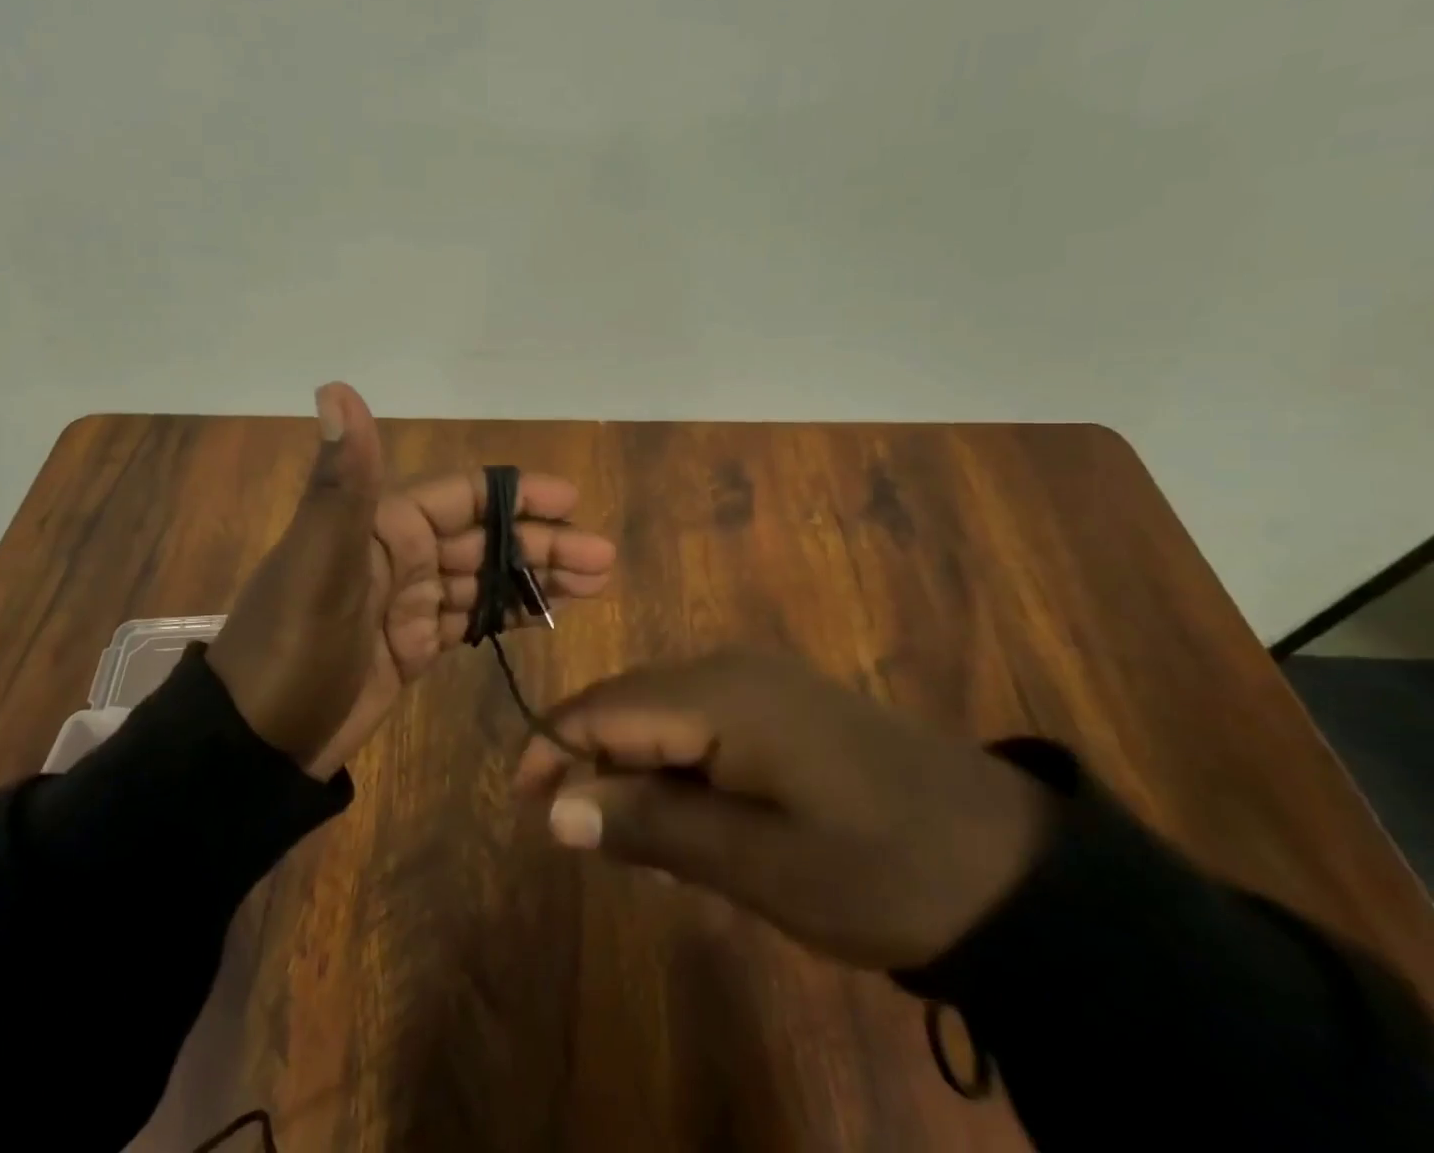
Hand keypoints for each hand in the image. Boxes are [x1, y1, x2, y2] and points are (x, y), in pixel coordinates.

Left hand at [210, 384, 614, 780]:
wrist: (256, 744)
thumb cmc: (293, 648)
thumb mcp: (320, 563)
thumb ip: (343, 480)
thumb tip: (336, 386)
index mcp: (383, 525)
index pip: (464, 495)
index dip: (518, 495)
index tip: (573, 501)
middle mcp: (399, 554)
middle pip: (485, 538)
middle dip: (543, 544)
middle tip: (603, 558)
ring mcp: (407, 603)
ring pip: (484, 579)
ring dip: (536, 579)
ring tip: (595, 584)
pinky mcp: (411, 646)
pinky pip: (470, 620)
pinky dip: (509, 614)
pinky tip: (550, 615)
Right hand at [514, 650, 1051, 969]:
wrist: (1012, 866)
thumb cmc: (876, 869)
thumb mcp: (755, 864)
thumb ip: (649, 826)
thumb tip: (557, 809)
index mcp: (715, 695)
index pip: (601, 707)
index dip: (551, 749)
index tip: (524, 806)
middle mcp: (726, 669)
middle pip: (624, 703)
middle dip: (589, 761)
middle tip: (579, 837)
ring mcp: (757, 680)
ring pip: (659, 713)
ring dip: (634, 769)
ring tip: (638, 842)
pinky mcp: (780, 702)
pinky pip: (699, 722)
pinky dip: (675, 766)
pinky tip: (693, 818)